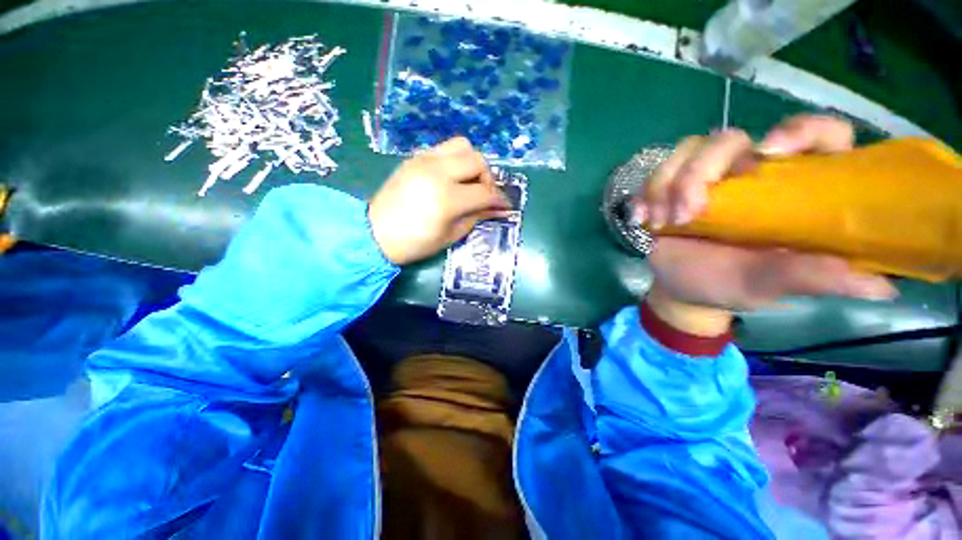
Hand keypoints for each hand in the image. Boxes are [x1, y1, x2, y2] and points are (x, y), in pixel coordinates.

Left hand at [369, 137, 509, 264]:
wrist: (374, 233)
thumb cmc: (414, 243)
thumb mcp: (451, 235)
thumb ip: (477, 217)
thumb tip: (499, 209)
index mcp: (447, 199)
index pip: (484, 192)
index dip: (499, 200)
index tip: (505, 207)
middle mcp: (437, 172)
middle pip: (477, 160)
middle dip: (488, 178)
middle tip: (484, 194)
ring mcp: (424, 161)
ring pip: (462, 145)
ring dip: (472, 163)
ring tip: (469, 182)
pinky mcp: (415, 158)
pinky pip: (444, 149)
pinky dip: (456, 160)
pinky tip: (452, 178)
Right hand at [634, 115, 897, 335]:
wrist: (684, 290)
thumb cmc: (732, 287)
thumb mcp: (772, 284)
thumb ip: (813, 277)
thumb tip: (880, 284)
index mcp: (791, 190)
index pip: (815, 136)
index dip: (799, 130)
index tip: (769, 153)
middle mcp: (751, 173)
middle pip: (729, 138)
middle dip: (701, 172)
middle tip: (686, 214)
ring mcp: (707, 179)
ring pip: (687, 151)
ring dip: (666, 184)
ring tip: (661, 222)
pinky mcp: (672, 188)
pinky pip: (655, 174)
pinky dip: (644, 194)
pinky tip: (642, 219)